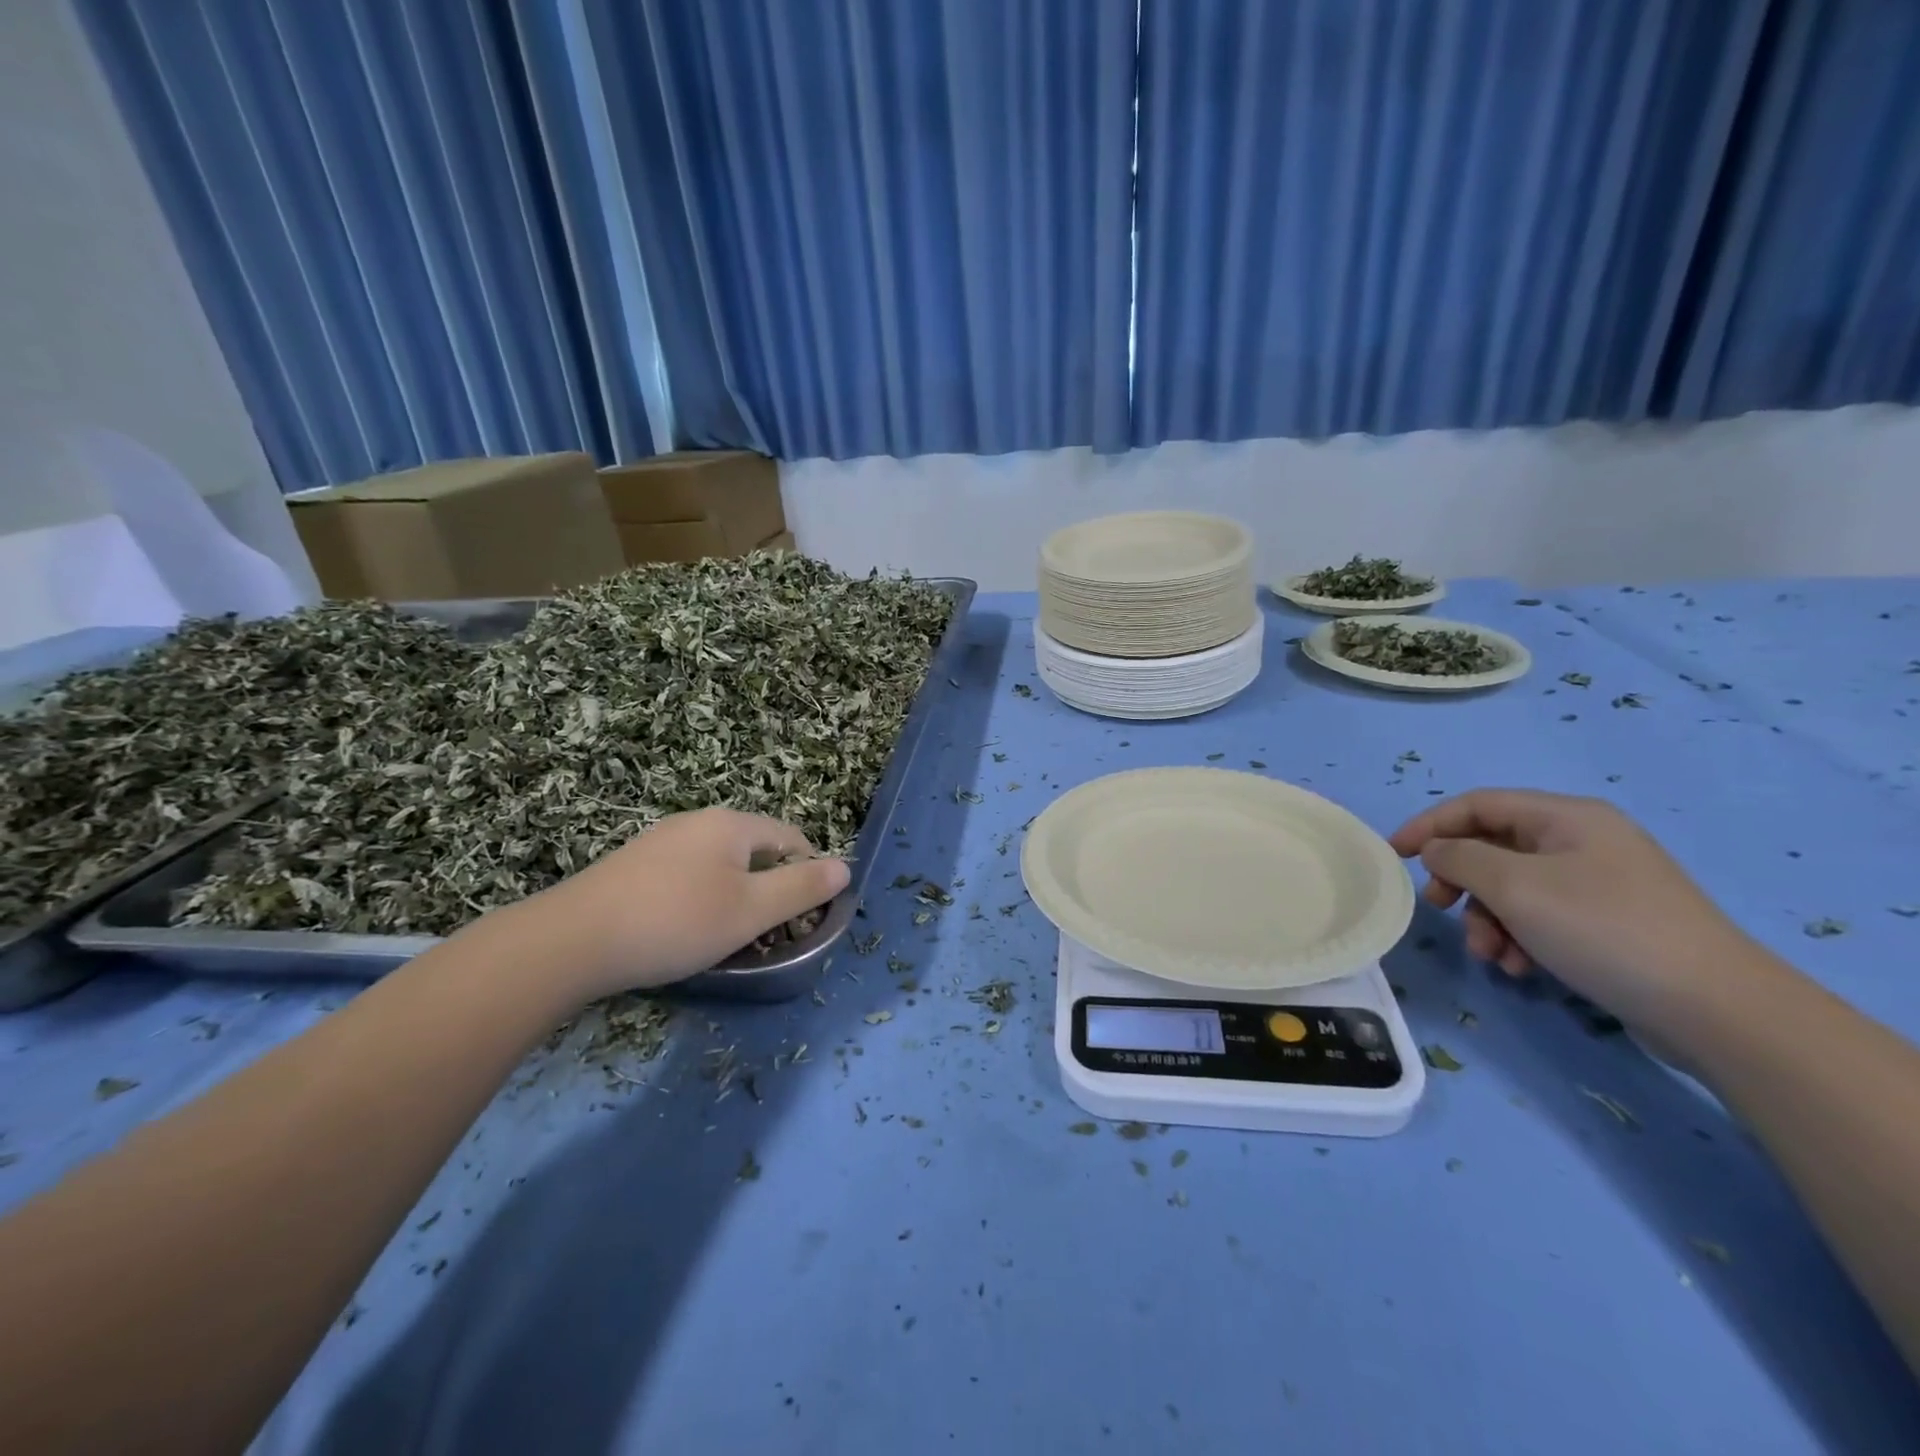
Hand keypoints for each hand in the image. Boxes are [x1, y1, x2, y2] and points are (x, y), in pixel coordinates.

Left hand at [519, 808, 850, 1001]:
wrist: (571, 940)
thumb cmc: (676, 922)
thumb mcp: (750, 911)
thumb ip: (802, 888)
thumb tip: (845, 867)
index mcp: (732, 824)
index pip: (791, 837)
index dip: (808, 873)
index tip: (803, 918)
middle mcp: (698, 821)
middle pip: (755, 849)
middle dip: (769, 888)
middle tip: (764, 933)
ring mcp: (661, 840)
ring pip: (719, 864)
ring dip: (734, 895)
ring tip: (723, 937)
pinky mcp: (633, 865)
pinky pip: (687, 875)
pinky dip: (699, 899)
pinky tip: (681, 930)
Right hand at [1388, 789, 1756, 1029]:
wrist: (1717, 1010)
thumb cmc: (1604, 929)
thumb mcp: (1516, 887)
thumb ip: (1460, 858)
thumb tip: (1436, 851)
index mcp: (1566, 817)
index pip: (1477, 804)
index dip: (1429, 824)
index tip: (1394, 855)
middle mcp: (1583, 841)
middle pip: (1493, 848)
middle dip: (1461, 881)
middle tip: (1440, 909)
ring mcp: (1600, 884)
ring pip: (1514, 889)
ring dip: (1488, 919)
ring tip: (1491, 956)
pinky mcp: (1610, 924)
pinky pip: (1542, 917)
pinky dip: (1519, 937)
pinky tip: (1521, 968)